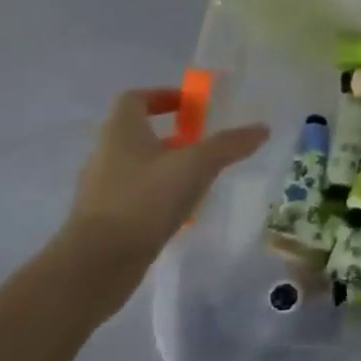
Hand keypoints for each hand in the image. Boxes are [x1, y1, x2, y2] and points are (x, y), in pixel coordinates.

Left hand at [59, 87, 268, 313]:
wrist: (97, 263)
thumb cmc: (144, 201)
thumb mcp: (196, 166)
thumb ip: (229, 145)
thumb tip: (262, 128)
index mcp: (121, 132)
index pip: (136, 99)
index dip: (163, 96)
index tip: (191, 106)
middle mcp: (105, 153)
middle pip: (139, 133)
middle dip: (173, 135)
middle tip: (205, 144)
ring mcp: (101, 188)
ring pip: (138, 166)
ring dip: (167, 166)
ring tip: (200, 179)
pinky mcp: (104, 217)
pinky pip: (136, 195)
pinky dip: (159, 195)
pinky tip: (182, 210)